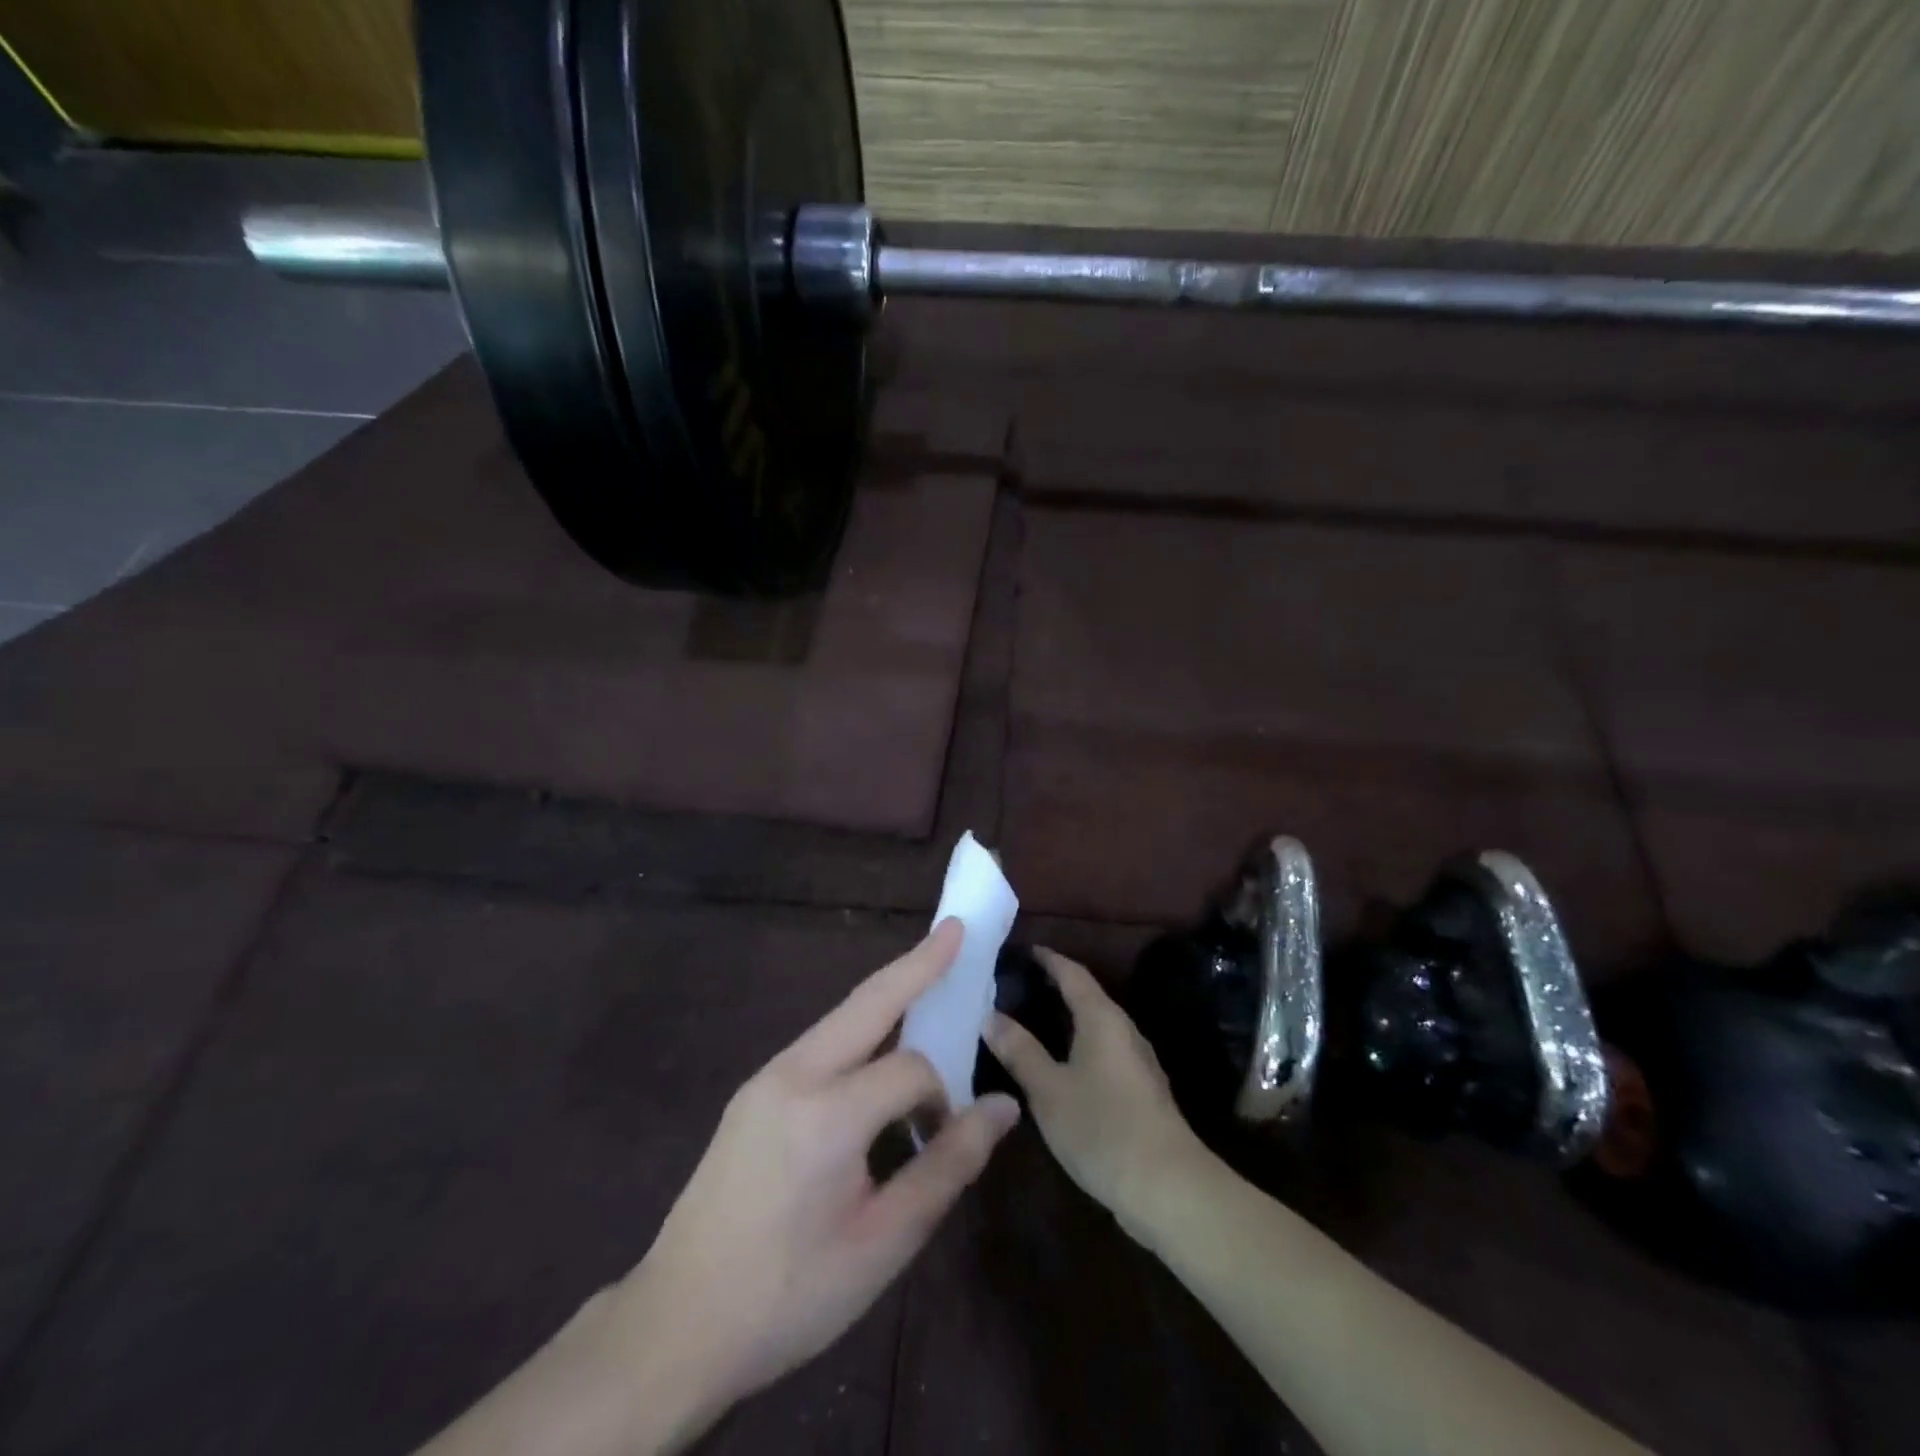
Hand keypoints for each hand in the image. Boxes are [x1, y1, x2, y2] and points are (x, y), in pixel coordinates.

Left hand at [610, 920, 1019, 1432]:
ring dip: (888, 997)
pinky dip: (860, 1032)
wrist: (675, 1326)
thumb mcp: (883, 1243)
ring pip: (842, 1018)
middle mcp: (793, 1074)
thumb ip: (948, 1166)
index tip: (946, 1138)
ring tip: (927, 977)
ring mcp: (766, 1077)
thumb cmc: (790, 1295)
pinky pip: (820, 1044)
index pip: (912, 1070)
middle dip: (917, 962)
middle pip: (869, 1000)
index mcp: (827, 1114)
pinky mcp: (753, 1091)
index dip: (942, 1098)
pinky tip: (876, 1051)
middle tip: (955, 930)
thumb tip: (1002, 1107)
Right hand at [983, 949, 1205, 1234]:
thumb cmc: (1101, 1128)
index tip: (1023, 950)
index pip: (1072, 973)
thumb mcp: (1048, 1090)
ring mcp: (1137, 1061)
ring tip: (1031, 1021)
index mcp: (1102, 1018)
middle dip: (1055, 986)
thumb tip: (990, 1015)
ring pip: (1096, 1025)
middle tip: (1017, 985)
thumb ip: (1020, 1051)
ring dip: (1066, 1018)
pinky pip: (1103, 1051)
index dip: (1048, 959)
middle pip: (1087, 996)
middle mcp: (1124, 1030)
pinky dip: (1078, 1044)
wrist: (1168, 1187)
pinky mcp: (1141, 1090)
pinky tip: (1059, 1064)